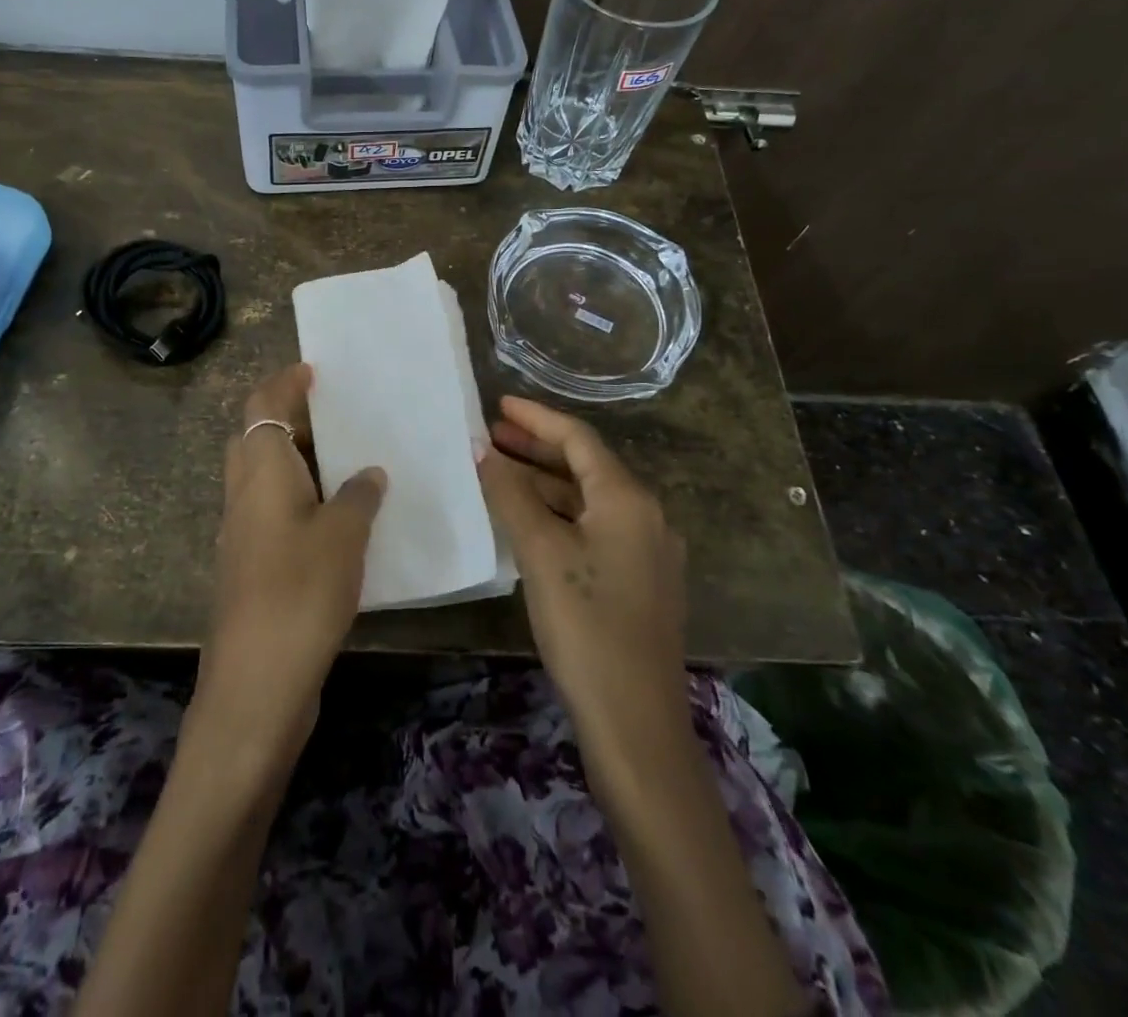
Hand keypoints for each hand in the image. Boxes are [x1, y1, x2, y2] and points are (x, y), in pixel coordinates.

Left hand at [195, 363, 386, 759]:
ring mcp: (243, 532)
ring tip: (350, 462)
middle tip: (340, 417)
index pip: (262, 405)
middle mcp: (243, 493)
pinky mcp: (251, 566)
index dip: (284, 383)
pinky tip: (341, 517)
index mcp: (260, 471)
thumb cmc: (299, 593)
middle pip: (258, 437)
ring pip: (266, 476)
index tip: (315, 372)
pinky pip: (275, 510)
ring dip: (300, 462)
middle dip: (293, 420)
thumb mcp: (343, 536)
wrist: (256, 685)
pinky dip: (302, 498)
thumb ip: (358, 496)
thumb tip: (368, 473)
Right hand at [476, 396, 686, 746]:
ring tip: (500, 473)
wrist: (636, 723)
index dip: (537, 418)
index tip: (499, 404)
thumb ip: (510, 494)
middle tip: (491, 436)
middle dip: (538, 448)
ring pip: (589, 500)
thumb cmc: (586, 625)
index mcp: (629, 499)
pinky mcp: (640, 582)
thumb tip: (480, 449)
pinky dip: (559, 515)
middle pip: (586, 466)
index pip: (579, 438)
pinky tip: (529, 522)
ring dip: (546, 483)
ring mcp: (647, 551)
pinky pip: (594, 528)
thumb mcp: (541, 553)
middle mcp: (646, 516)